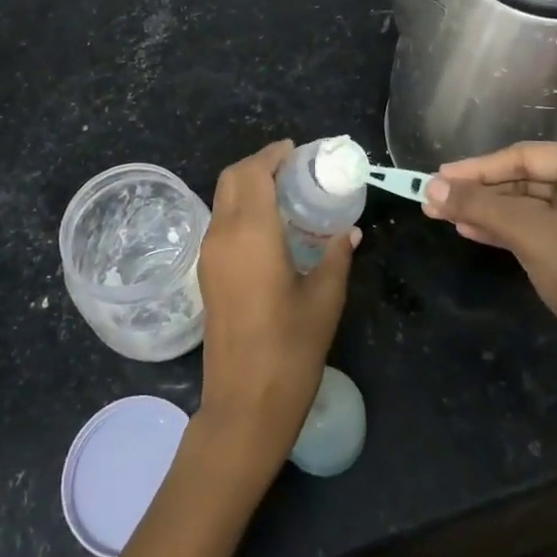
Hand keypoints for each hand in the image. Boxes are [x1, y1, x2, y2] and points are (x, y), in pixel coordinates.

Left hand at [195, 141, 357, 472]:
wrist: (244, 405)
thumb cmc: (290, 350)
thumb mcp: (325, 298)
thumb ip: (337, 255)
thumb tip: (350, 231)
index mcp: (250, 233)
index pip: (253, 172)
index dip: (273, 155)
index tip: (298, 152)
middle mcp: (222, 235)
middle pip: (231, 178)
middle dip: (259, 164)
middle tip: (294, 169)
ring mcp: (209, 255)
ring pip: (223, 199)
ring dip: (248, 186)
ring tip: (286, 193)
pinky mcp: (206, 274)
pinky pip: (222, 223)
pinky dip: (241, 208)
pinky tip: (271, 226)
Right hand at [423, 143, 556, 396]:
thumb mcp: (527, 233)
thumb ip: (478, 204)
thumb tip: (431, 188)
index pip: (528, 156)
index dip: (478, 167)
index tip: (438, 175)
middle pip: (528, 178)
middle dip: (480, 192)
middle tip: (435, 197)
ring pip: (530, 205)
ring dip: (487, 211)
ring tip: (443, 213)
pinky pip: (540, 226)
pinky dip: (506, 228)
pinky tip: (469, 229)